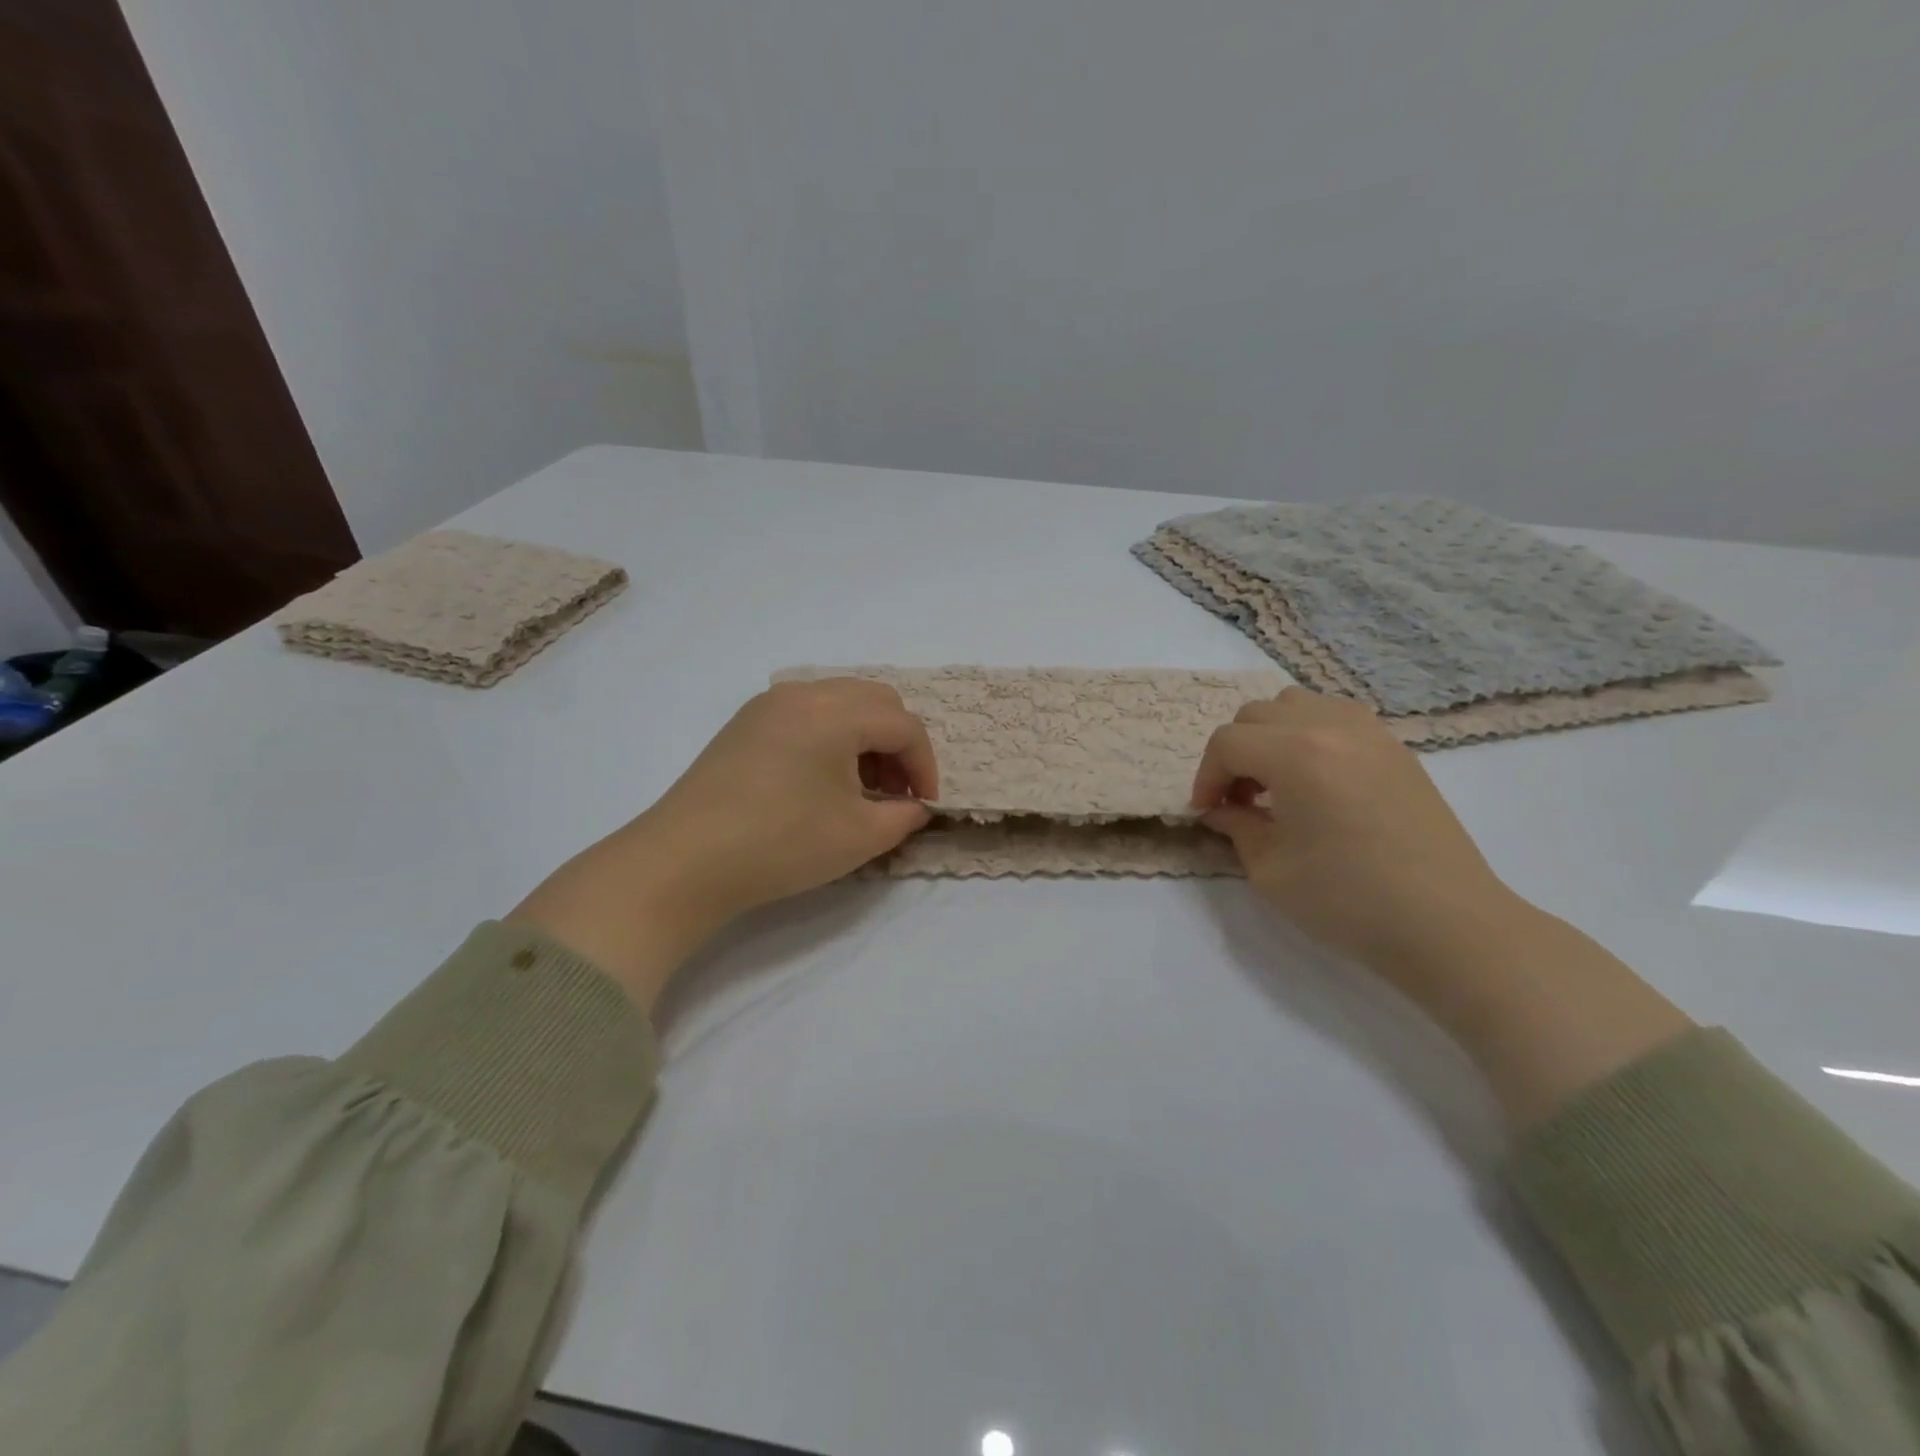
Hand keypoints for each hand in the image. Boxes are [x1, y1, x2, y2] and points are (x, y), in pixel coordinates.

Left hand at [510, 679, 936, 1008]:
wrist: (684, 862)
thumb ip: (904, 816)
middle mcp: (803, 693)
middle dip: (897, 744)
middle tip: (895, 791)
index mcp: (835, 712)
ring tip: (860, 788)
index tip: (924, 806)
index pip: (904, 725)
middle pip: (875, 700)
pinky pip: (807, 713)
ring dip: (865, 738)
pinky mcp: (745, 723)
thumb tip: (915, 806)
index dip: (925, 766)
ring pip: (840, 702)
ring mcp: (768, 705)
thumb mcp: (859, 837)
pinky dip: (831, 736)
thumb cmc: (781, 845)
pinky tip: (820, 780)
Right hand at [1190, 688, 1510, 971]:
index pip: (1228, 743)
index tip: (1208, 812)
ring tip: (1277, 782)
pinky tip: (1316, 781)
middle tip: (1238, 799)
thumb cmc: (1348, 900)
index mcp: (1297, 754)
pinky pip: (1337, 717)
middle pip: (1257, 714)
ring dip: (1271, 736)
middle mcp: (1332, 727)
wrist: (1446, 923)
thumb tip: (1221, 810)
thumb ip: (1236, 826)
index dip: (1206, 777)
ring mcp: (1371, 733)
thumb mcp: (1270, 870)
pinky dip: (1310, 734)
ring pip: (1298, 704)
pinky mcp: (1396, 749)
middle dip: (1235, 753)